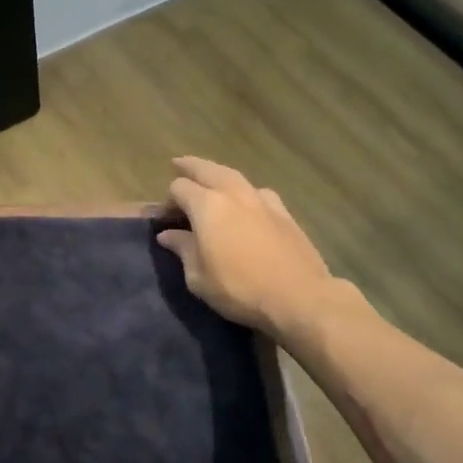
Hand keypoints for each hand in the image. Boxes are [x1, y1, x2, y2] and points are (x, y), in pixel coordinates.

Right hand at [156, 157, 336, 334]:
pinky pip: (258, 192)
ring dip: (218, 175)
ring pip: (234, 176)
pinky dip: (245, 192)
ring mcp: (262, 201)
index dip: (167, 199)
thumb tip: (168, 235)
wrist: (299, 297)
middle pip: (207, 169)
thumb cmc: (239, 289)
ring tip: (210, 180)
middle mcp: (233, 194)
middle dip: (190, 167)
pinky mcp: (284, 213)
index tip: (163, 216)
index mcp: (207, 206)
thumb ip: (183, 249)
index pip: (179, 188)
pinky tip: (247, 202)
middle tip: (178, 165)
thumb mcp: (198, 277)